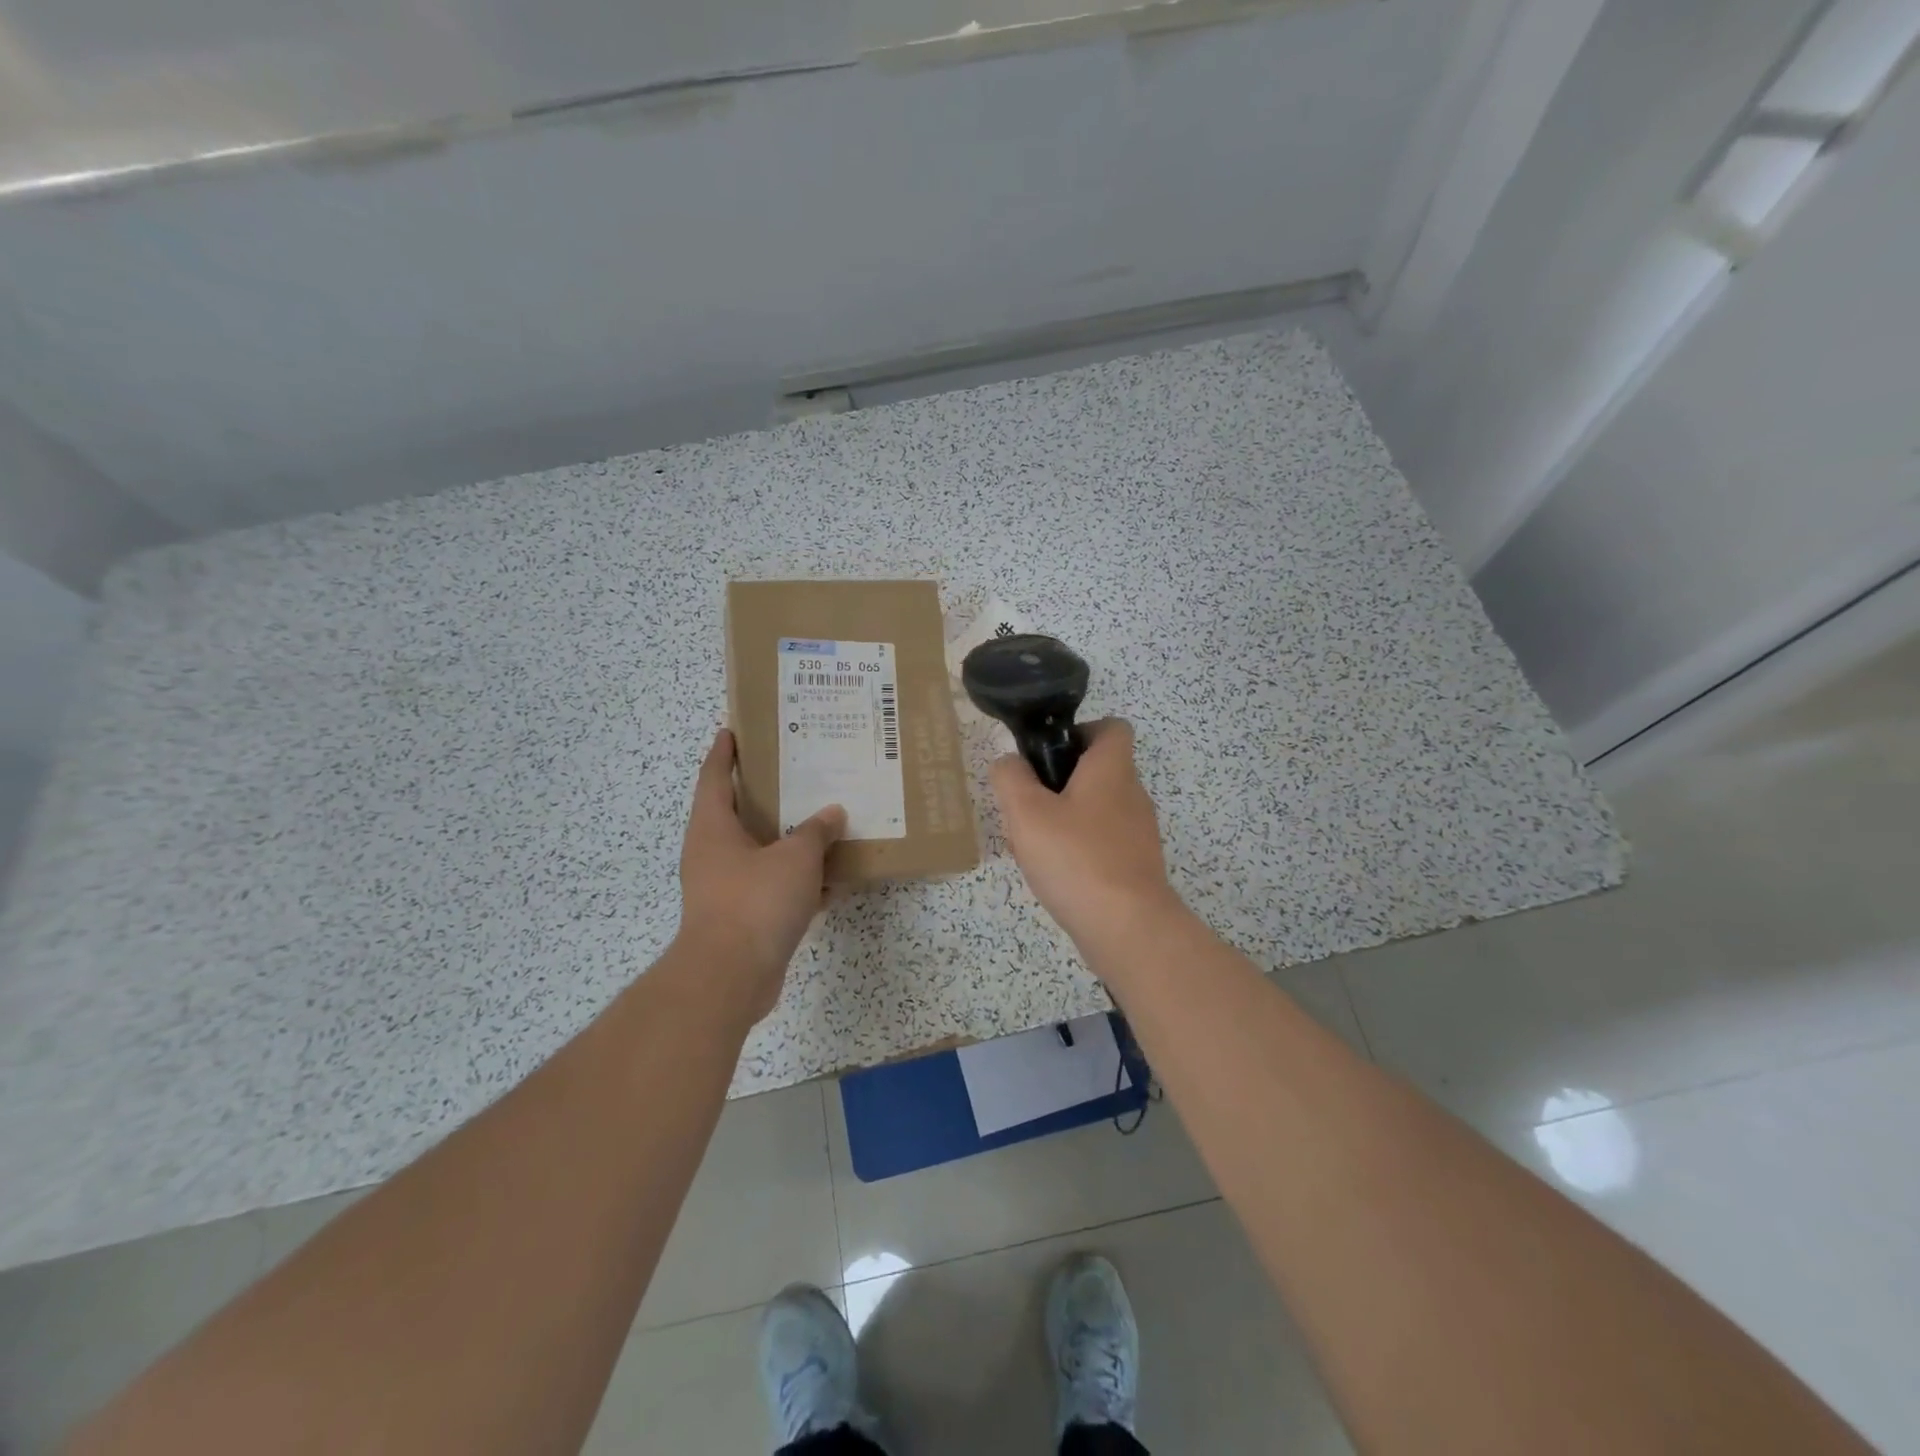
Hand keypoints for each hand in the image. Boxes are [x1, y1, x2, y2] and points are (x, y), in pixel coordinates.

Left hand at [674, 729, 845, 1026]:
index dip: (724, 752)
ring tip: (821, 821)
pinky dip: (797, 880)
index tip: (732, 730)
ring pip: (759, 852)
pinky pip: (772, 886)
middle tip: (794, 772)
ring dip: (787, 841)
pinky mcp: (741, 917)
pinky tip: (830, 879)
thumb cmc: (755, 901)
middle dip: (764, 794)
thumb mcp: (795, 857)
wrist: (730, 977)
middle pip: (738, 813)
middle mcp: (712, 853)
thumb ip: (816, 832)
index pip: (715, 777)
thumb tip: (832, 814)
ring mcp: (724, 887)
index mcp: (713, 827)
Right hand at [989, 719, 1181, 958]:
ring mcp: (1138, 833)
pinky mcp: (1136, 866)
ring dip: (1065, 819)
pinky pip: (1102, 844)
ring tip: (1033, 844)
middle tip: (1026, 805)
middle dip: (1059, 782)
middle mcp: (1132, 794)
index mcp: (1112, 769)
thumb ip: (1011, 778)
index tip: (1048, 754)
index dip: (1080, 731)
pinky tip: (1055, 874)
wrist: (1127, 927)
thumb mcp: (1026, 811)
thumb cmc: (1075, 857)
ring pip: (1096, 810)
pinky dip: (1079, 850)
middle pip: (1098, 771)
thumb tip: (1009, 763)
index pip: (1112, 727)